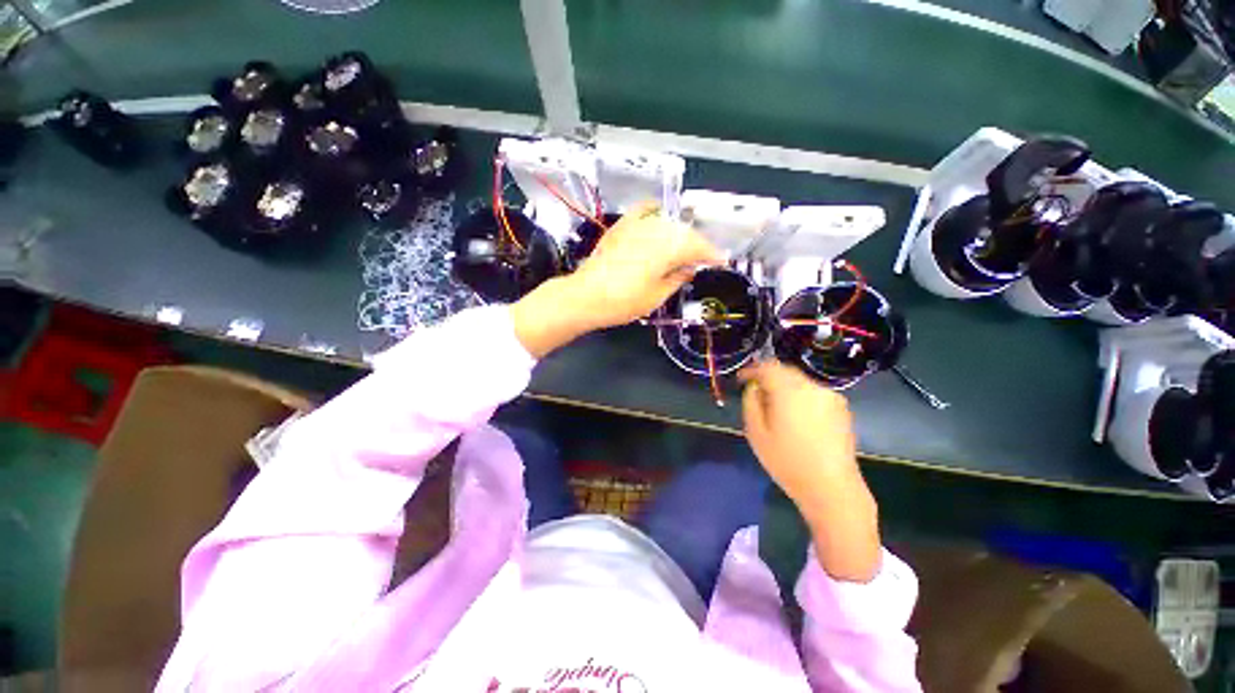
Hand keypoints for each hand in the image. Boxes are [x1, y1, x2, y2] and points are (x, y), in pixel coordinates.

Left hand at [512, 202, 723, 357]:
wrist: (587, 296)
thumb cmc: (624, 302)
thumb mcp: (657, 296)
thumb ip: (677, 278)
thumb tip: (690, 268)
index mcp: (668, 249)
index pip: (699, 247)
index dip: (712, 255)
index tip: (721, 261)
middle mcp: (656, 230)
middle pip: (685, 233)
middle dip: (698, 244)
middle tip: (704, 257)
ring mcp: (637, 225)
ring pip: (668, 222)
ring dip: (681, 233)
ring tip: (685, 246)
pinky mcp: (621, 227)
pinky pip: (642, 210)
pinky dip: (653, 210)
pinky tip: (659, 214)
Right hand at [740, 361, 881, 581]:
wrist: (832, 488)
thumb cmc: (787, 461)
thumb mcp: (756, 432)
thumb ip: (751, 402)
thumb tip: (755, 387)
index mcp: (789, 391)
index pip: (768, 366)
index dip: (752, 369)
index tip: (741, 379)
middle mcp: (812, 387)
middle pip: (786, 371)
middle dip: (769, 376)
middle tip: (756, 392)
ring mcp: (830, 397)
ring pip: (800, 382)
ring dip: (785, 386)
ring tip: (776, 406)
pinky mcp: (842, 409)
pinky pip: (813, 393)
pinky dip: (800, 396)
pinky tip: (796, 416)